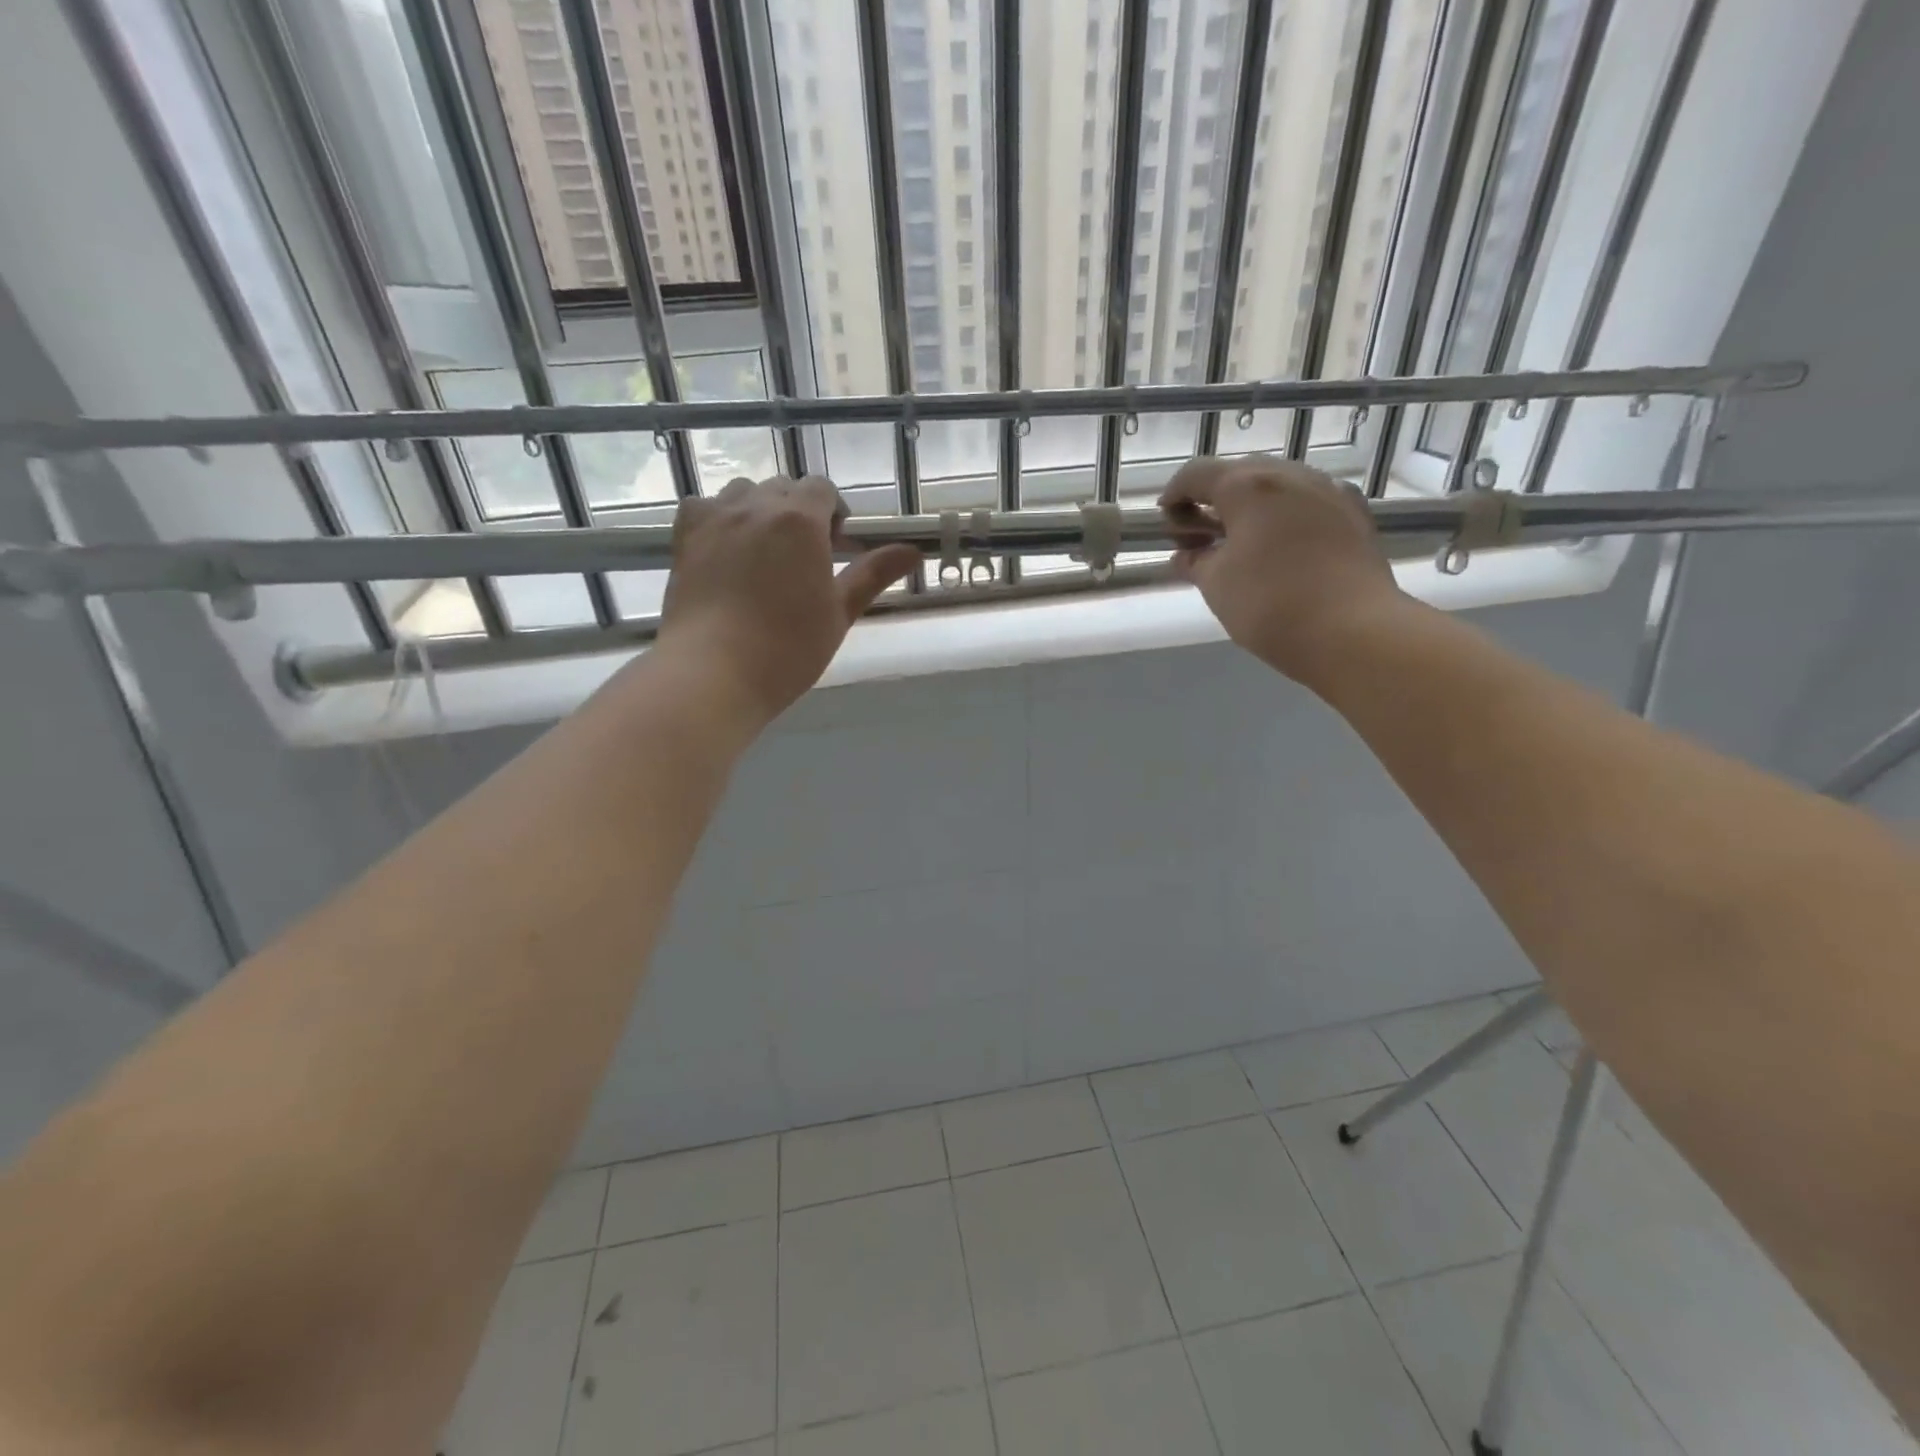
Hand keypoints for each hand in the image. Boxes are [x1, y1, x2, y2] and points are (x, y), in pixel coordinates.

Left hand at [656, 476, 919, 721]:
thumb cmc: (787, 648)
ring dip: (760, 510)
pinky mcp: (683, 536)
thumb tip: (914, 551)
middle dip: (799, 511)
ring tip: (763, 552)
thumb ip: (873, 574)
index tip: (836, 546)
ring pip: (743, 492)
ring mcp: (715, 517)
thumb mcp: (838, 612)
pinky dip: (720, 517)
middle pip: (784, 487)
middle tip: (804, 556)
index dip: (833, 512)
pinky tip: (725, 549)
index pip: (823, 488)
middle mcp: (756, 505)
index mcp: (801, 520)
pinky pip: (704, 506)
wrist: (714, 672)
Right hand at [1160, 455, 1405, 681]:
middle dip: (1213, 500)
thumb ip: (1194, 563)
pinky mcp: (1354, 514)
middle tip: (1199, 536)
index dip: (1174, 494)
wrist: (1353, 631)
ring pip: (1278, 486)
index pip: (1197, 474)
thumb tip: (1184, 556)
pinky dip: (1283, 517)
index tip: (1164, 519)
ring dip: (1250, 508)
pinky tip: (1278, 549)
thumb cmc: (1270, 605)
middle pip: (1240, 474)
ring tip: (1238, 544)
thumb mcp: (1216, 586)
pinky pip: (1307, 503)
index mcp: (1248, 485)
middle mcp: (1290, 475)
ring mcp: (1328, 491)